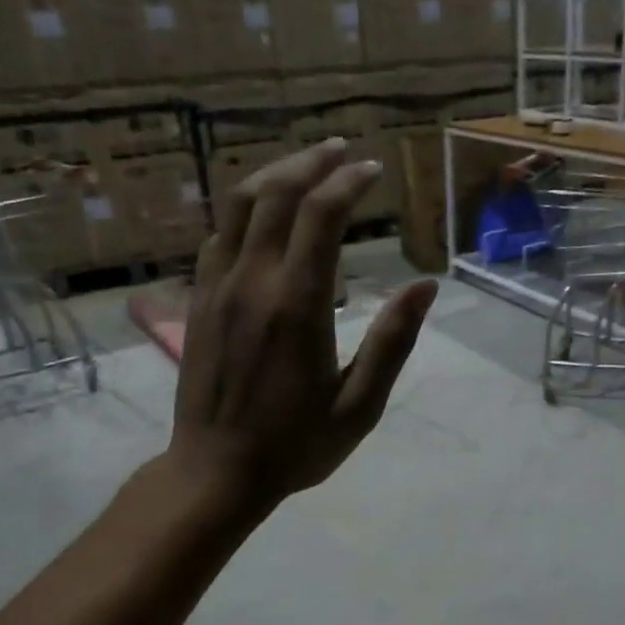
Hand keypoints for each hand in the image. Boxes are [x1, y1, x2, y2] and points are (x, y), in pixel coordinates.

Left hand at [167, 139, 436, 515]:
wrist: (215, 472)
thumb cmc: (295, 446)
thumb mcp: (359, 406)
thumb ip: (393, 342)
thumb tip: (426, 287)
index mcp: (297, 305)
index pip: (320, 216)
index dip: (348, 183)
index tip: (372, 170)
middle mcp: (252, 282)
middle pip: (276, 195)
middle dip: (311, 164)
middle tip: (342, 152)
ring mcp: (217, 288)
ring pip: (239, 207)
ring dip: (273, 176)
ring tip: (304, 166)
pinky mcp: (198, 301)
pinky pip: (218, 236)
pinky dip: (243, 210)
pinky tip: (262, 213)